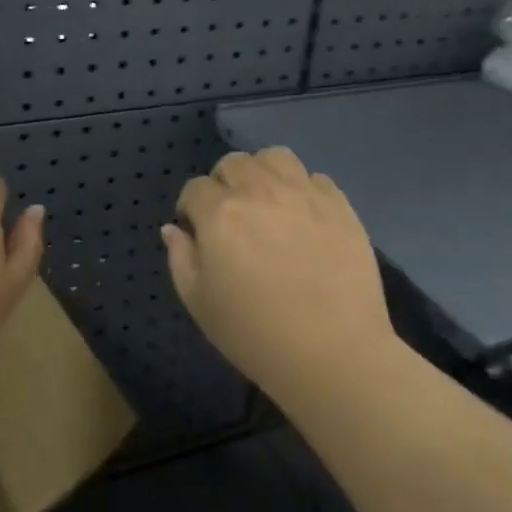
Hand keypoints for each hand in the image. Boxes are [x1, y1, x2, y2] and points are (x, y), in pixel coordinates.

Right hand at [163, 147, 396, 404]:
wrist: (334, 354)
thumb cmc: (256, 335)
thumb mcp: (199, 303)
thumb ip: (180, 258)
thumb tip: (173, 228)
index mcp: (220, 213)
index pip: (194, 189)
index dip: (191, 209)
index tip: (198, 233)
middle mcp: (259, 191)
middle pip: (233, 163)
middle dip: (224, 184)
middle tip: (232, 217)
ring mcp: (303, 193)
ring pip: (274, 157)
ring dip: (263, 173)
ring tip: (267, 201)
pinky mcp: (339, 204)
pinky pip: (314, 177)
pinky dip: (302, 189)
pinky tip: (303, 217)